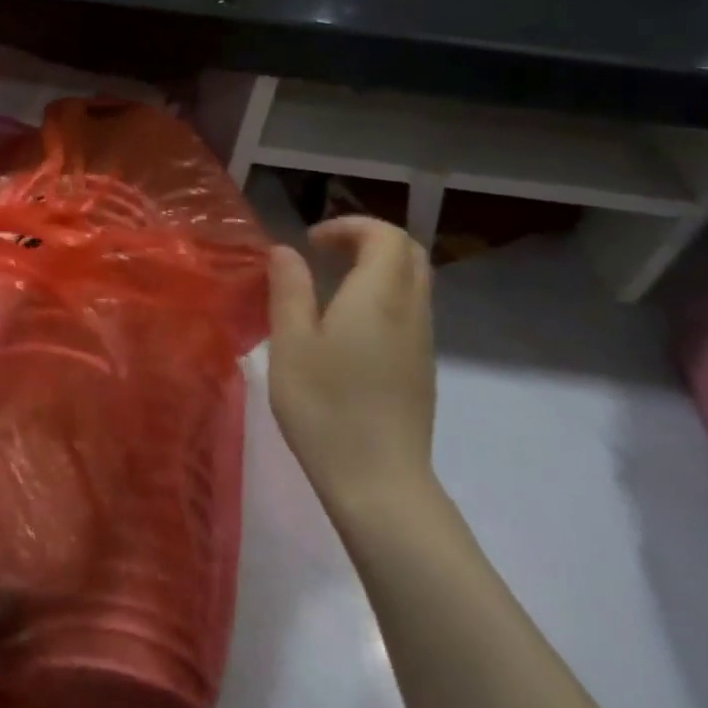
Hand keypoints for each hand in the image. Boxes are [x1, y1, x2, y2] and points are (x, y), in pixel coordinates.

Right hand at [267, 218, 437, 521]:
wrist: (378, 481)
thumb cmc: (325, 406)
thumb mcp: (291, 343)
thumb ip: (289, 289)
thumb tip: (285, 251)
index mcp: (379, 295)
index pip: (384, 235)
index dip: (349, 226)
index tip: (310, 242)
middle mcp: (410, 309)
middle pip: (408, 252)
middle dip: (368, 239)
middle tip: (325, 253)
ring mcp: (422, 341)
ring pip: (413, 281)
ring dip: (377, 267)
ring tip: (331, 285)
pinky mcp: (421, 367)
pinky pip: (410, 309)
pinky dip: (383, 295)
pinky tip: (348, 325)